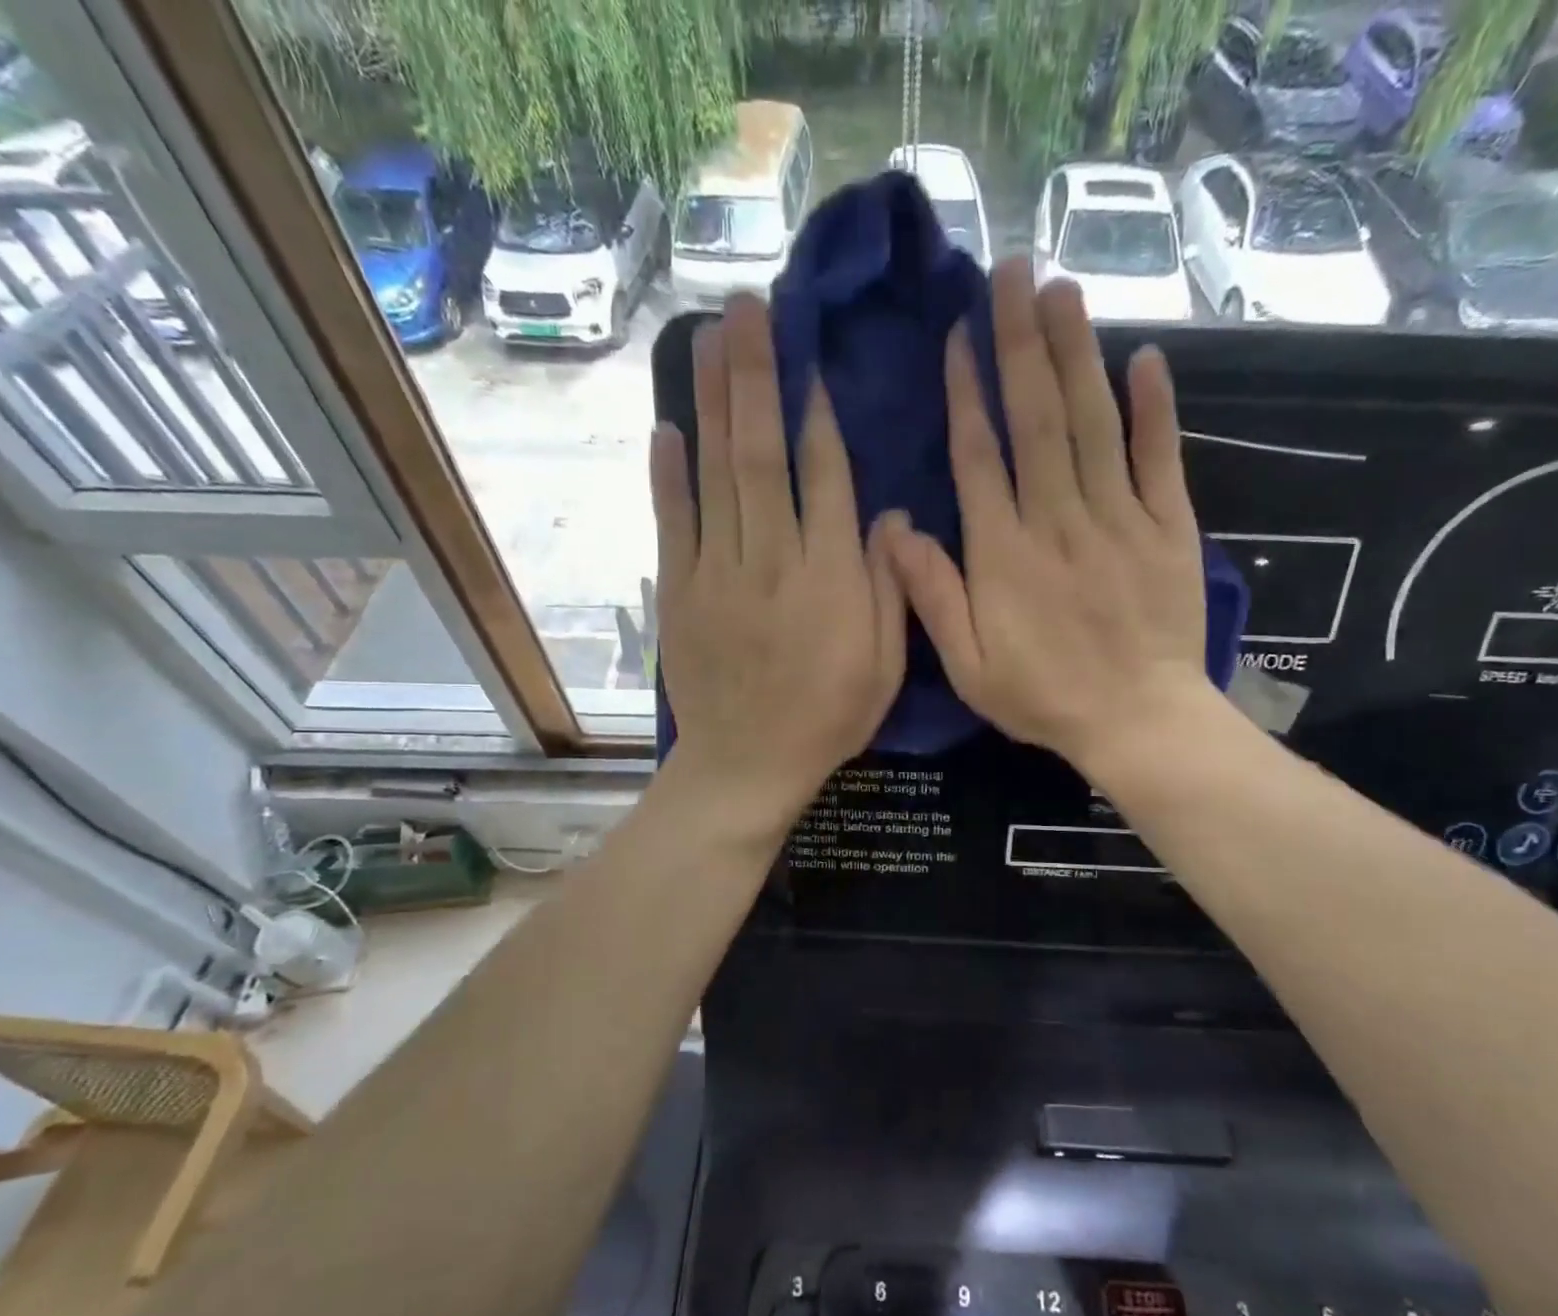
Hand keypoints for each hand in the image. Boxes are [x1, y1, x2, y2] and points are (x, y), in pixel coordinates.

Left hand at [652, 293, 906, 821]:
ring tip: (711, 337)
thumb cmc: (827, 718)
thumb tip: (889, 515)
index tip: (809, 358)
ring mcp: (717, 573)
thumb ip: (889, 589)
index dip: (816, 415)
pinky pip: (673, 522)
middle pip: (761, 455)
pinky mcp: (680, 591)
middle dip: (755, 377)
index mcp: (830, 580)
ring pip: (715, 474)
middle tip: (747, 309)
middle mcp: (772, 562)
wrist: (747, 765)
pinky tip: (667, 425)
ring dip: (713, 402)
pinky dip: (668, 474)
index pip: (824, 479)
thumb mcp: (885, 666)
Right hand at [884, 259, 1225, 778]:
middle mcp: (1058, 521)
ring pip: (1094, 424)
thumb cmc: (1045, 698)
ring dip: (1078, 355)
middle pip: (1038, 420)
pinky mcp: (1168, 528)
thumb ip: (933, 596)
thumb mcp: (969, 666)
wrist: (1138, 722)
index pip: (981, 457)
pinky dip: (1154, 409)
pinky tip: (1146, 357)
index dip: (969, 392)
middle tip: (1013, 274)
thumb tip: (893, 529)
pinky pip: (1159, 459)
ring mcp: (1119, 519)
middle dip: (1022, 344)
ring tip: (1063, 290)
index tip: (962, 334)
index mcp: (1004, 555)